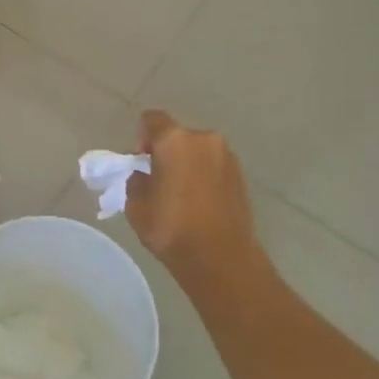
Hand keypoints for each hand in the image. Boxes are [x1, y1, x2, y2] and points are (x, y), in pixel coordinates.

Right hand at [124, 110, 257, 279]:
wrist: (221, 258)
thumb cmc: (172, 228)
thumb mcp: (136, 206)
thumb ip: (136, 181)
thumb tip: (146, 176)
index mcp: (175, 140)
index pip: (152, 119)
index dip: (142, 136)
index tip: (140, 161)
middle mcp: (204, 139)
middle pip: (178, 135)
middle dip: (166, 152)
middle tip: (159, 180)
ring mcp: (227, 156)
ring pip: (198, 151)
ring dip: (187, 164)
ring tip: (181, 195)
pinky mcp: (241, 176)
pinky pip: (214, 166)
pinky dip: (204, 176)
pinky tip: (199, 202)